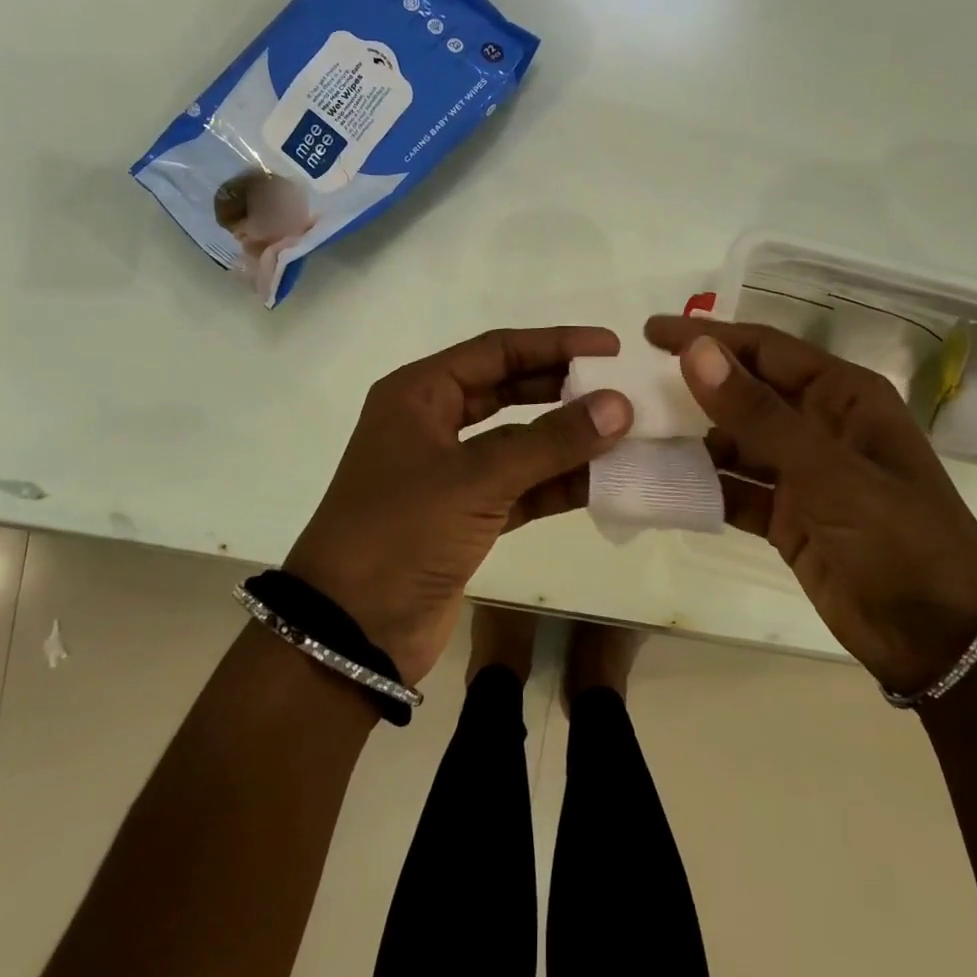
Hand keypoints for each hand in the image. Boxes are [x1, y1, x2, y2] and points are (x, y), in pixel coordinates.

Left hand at [285, 327, 633, 683]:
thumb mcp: (475, 479)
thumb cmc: (401, 533)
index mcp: (419, 394)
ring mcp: (450, 472)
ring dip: (567, 440)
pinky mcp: (466, 516)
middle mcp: (433, 423)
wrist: (350, 632)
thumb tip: (620, 404)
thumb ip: (550, 441)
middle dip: (563, 388)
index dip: (555, 344)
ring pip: (519, 441)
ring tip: (626, 434)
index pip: (497, 351)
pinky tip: (603, 481)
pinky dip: (557, 483)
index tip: (610, 347)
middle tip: (620, 387)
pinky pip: (521, 486)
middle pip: (509, 389)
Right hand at [646, 316, 976, 693]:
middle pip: (746, 392)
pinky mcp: (789, 515)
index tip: (650, 333)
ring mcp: (804, 473)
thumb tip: (697, 351)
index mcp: (843, 396)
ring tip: (636, 436)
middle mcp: (820, 425)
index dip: (709, 337)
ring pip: (736, 442)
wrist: (942, 640)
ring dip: (692, 439)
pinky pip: (736, 489)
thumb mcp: (828, 471)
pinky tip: (664, 484)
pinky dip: (704, 486)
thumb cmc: (898, 539)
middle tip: (632, 386)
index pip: (765, 349)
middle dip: (694, 386)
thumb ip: (759, 413)